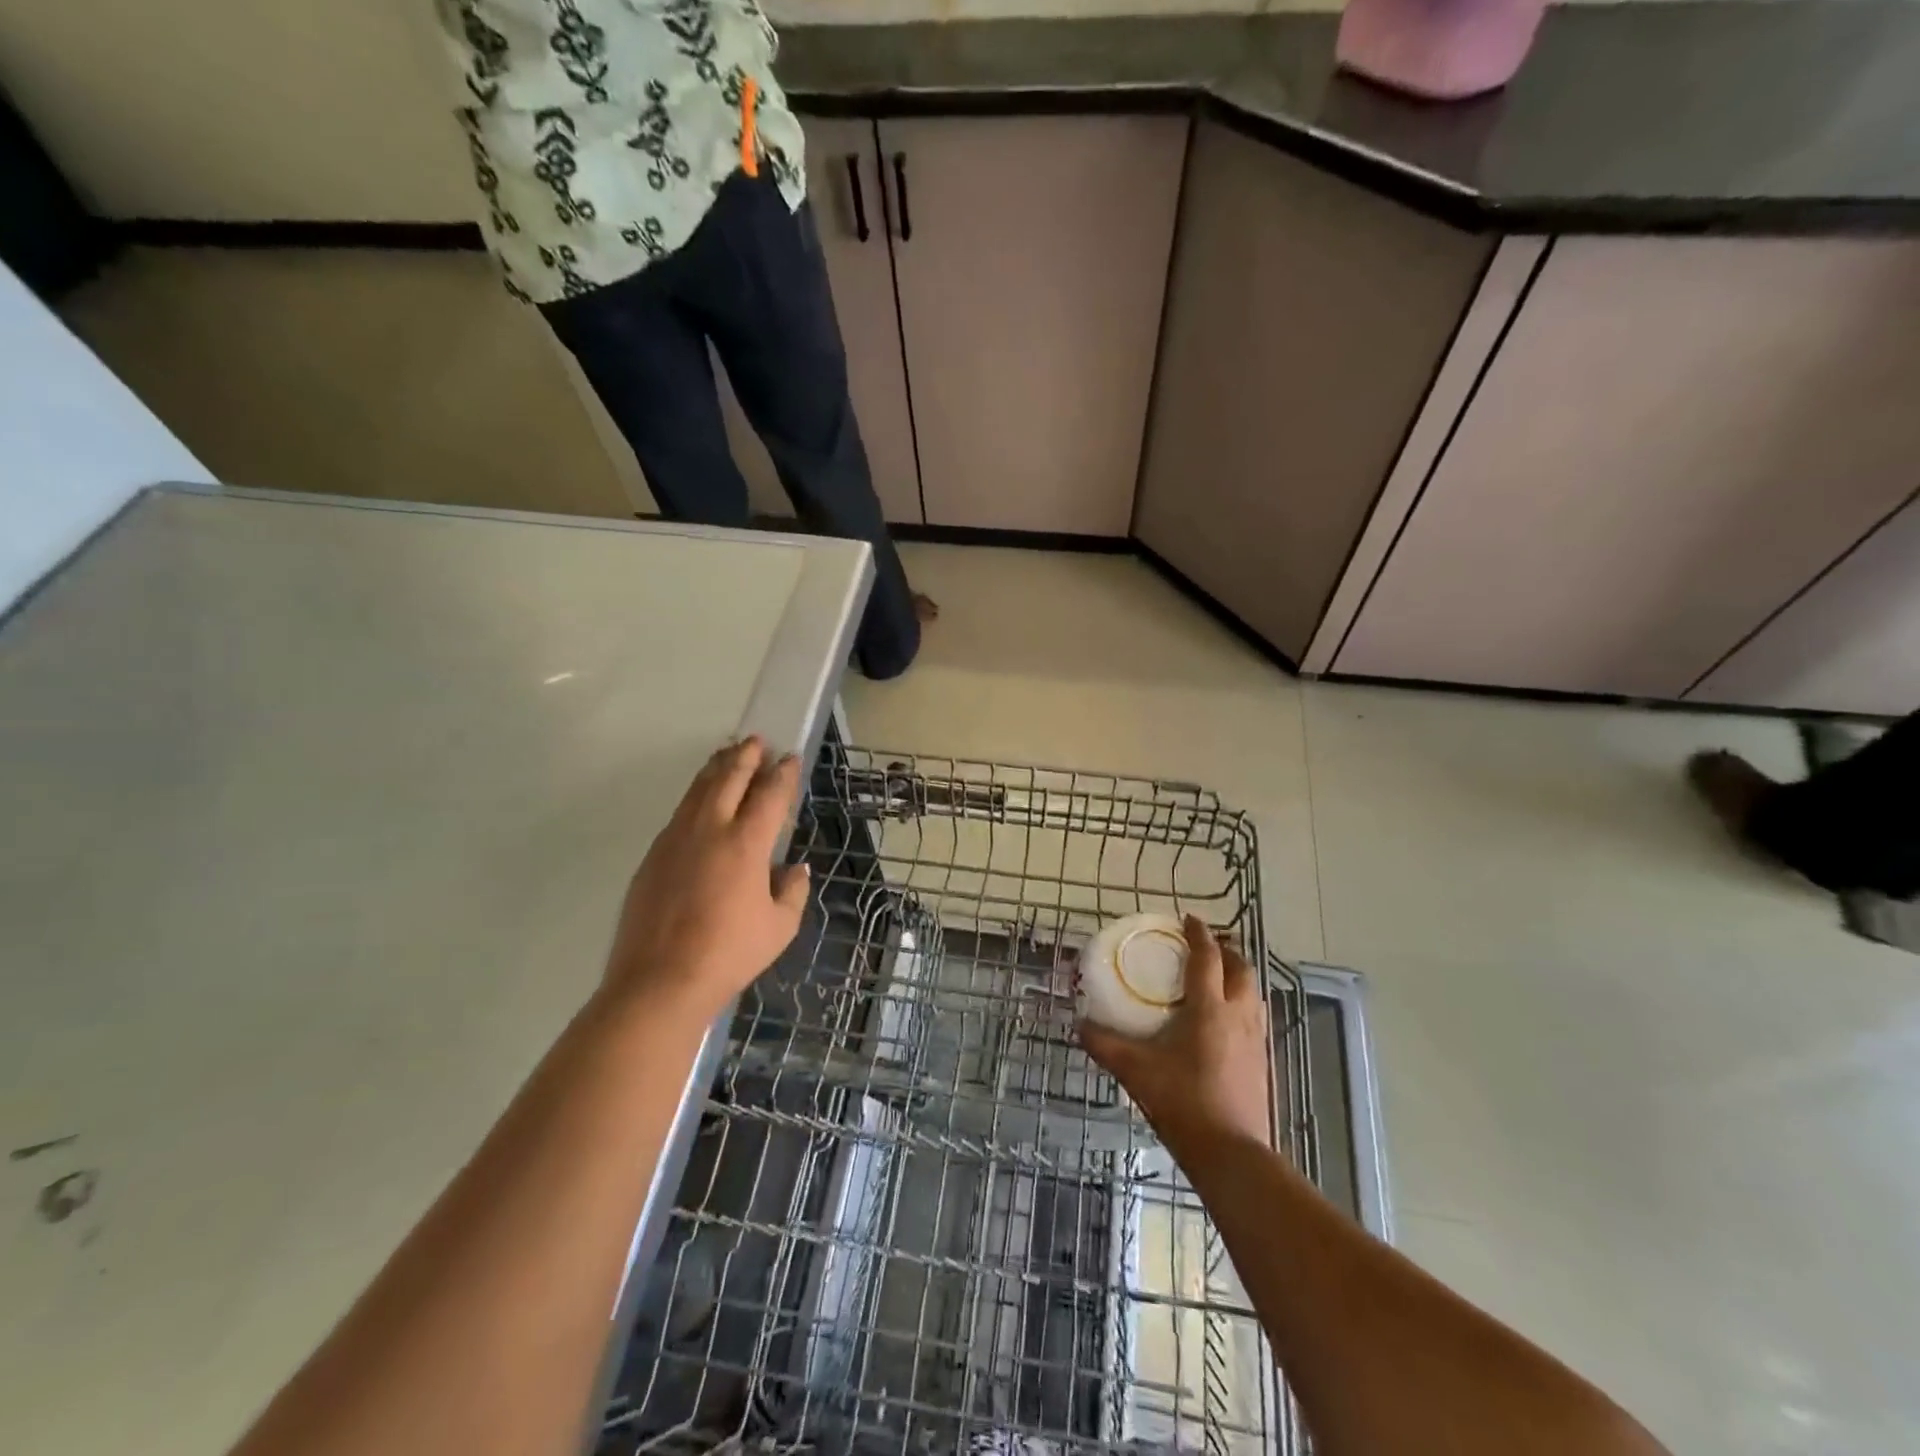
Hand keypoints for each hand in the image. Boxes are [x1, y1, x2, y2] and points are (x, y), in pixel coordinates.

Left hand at [599, 737, 808, 1021]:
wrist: (659, 981)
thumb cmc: (729, 954)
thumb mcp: (780, 927)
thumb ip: (793, 891)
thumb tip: (795, 868)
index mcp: (746, 844)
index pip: (769, 796)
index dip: (782, 774)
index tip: (790, 758)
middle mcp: (710, 830)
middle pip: (728, 779)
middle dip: (745, 757)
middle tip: (756, 740)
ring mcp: (675, 840)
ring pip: (698, 791)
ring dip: (716, 769)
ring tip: (727, 754)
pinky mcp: (653, 856)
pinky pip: (679, 813)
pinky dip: (695, 796)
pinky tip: (700, 801)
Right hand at [1080, 915, 1273, 1151]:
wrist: (1231, 1153)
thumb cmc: (1182, 1101)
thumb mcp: (1136, 1071)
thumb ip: (1105, 1044)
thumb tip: (1079, 1025)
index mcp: (1209, 1008)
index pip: (1208, 957)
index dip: (1199, 934)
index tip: (1188, 919)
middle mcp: (1238, 1016)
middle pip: (1241, 969)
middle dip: (1226, 951)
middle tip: (1206, 946)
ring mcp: (1255, 1040)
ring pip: (1253, 993)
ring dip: (1238, 977)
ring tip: (1218, 978)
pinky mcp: (1263, 1062)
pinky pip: (1256, 1018)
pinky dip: (1243, 1004)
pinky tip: (1226, 1022)